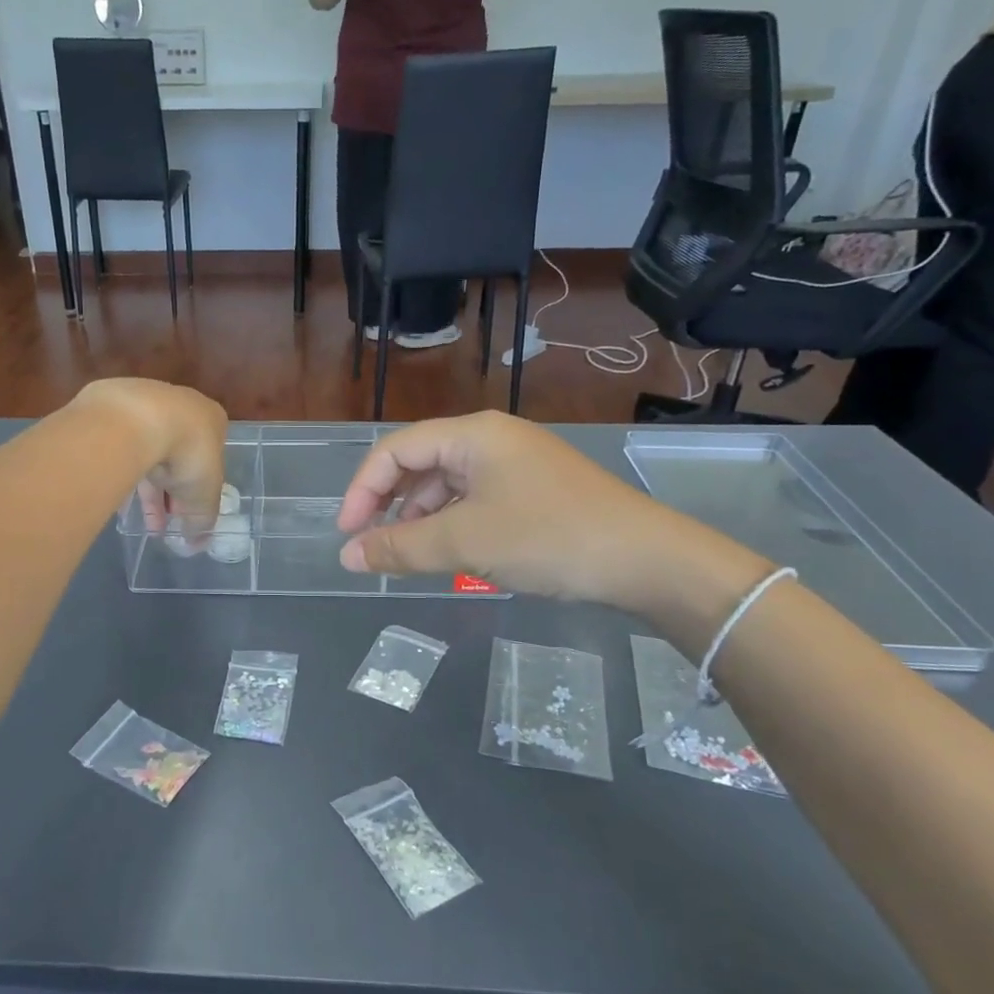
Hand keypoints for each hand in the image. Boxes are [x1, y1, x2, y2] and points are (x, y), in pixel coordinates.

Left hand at [73, 380, 227, 535]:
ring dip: (148, 490)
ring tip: (141, 523)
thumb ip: (203, 519)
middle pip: (178, 458)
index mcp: (212, 420)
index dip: (198, 492)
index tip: (186, 515)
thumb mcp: (204, 495)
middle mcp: (182, 407)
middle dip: (171, 494)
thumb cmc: (187, 453)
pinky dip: (123, 474)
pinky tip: (118, 500)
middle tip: (164, 524)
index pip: (209, 460)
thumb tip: (197, 543)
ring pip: (148, 454)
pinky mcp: (114, 408)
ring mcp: (147, 404)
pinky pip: (121, 449)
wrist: (139, 418)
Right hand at [336, 412, 752, 609]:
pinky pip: (475, 501)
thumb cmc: (548, 538)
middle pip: (419, 464)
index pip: (395, 450)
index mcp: (472, 434)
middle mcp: (491, 439)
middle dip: (390, 505)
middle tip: (373, 546)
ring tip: (410, 555)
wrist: (646, 559)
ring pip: (447, 486)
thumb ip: (399, 548)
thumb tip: (347, 558)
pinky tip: (451, 554)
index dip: (362, 490)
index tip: (348, 534)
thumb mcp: (465, 543)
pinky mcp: (534, 490)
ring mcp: (516, 464)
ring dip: (421, 518)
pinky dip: (453, 525)